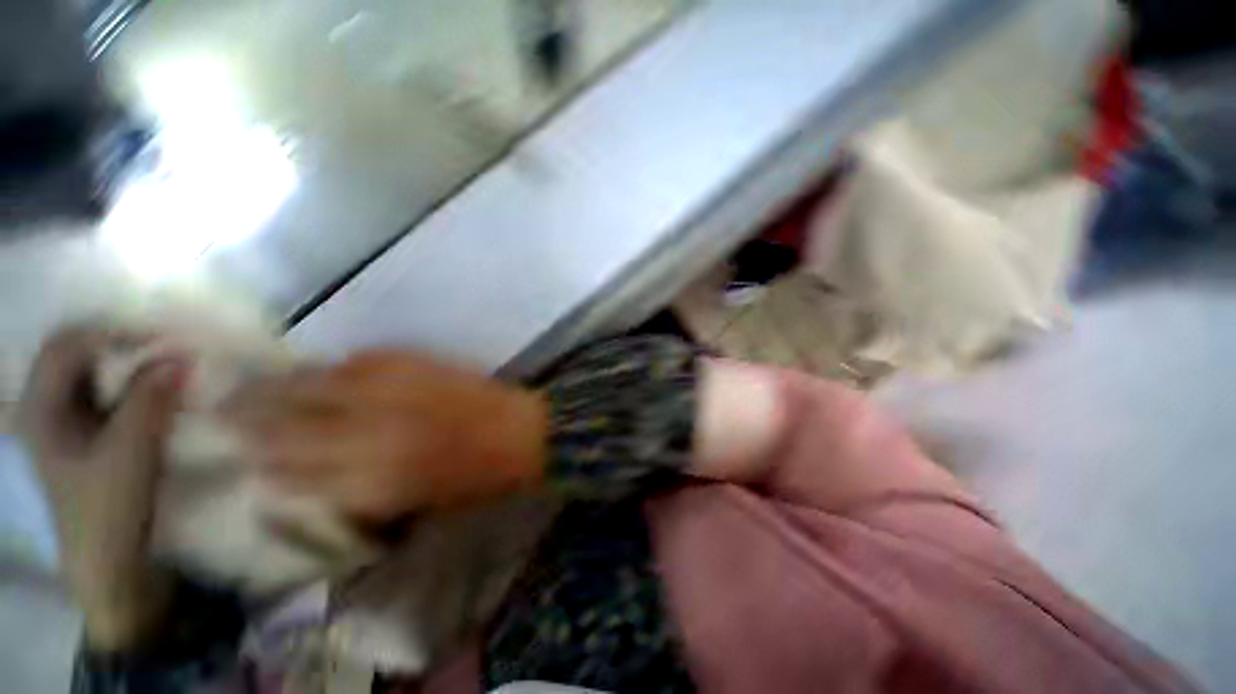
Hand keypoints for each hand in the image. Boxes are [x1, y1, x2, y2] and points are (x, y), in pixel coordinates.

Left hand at [18, 326, 184, 651]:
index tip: (164, 338)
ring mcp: (69, 422)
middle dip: (124, 344)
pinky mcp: (91, 436)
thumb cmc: (108, 514)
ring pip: (97, 372)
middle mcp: (47, 407)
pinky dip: (138, 385)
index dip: (111, 332)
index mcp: (39, 410)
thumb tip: (181, 355)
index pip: (67, 345)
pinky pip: (112, 394)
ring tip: (173, 367)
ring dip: (133, 364)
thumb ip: (150, 403)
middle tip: (171, 348)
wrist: (112, 566)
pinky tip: (163, 392)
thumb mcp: (129, 457)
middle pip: (79, 353)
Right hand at [226, 351, 547, 522]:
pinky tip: (327, 371)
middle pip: (284, 426)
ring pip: (311, 385)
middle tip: (221, 410)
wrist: (520, 432)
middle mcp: (363, 435)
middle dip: (249, 420)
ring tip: (251, 384)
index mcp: (364, 483)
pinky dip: (336, 368)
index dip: (265, 465)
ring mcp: (386, 391)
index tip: (248, 459)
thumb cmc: (475, 479)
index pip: (287, 476)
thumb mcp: (413, 503)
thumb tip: (315, 478)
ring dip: (277, 387)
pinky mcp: (411, 362)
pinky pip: (357, 360)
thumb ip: (360, 491)